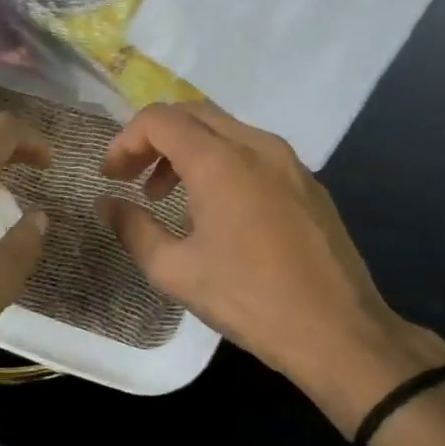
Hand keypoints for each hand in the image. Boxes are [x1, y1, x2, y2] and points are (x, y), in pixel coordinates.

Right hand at [98, 100, 444, 445]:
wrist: (338, 331)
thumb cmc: (250, 300)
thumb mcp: (176, 272)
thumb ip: (133, 230)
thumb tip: (106, 206)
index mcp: (221, 161)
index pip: (160, 119)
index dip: (126, 141)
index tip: (111, 176)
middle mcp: (257, 146)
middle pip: (193, 114)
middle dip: (155, 139)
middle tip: (134, 179)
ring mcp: (289, 161)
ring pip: (226, 130)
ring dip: (188, 150)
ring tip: (169, 196)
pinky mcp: (309, 182)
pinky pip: (254, 152)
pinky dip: (221, 162)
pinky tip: (217, 208)